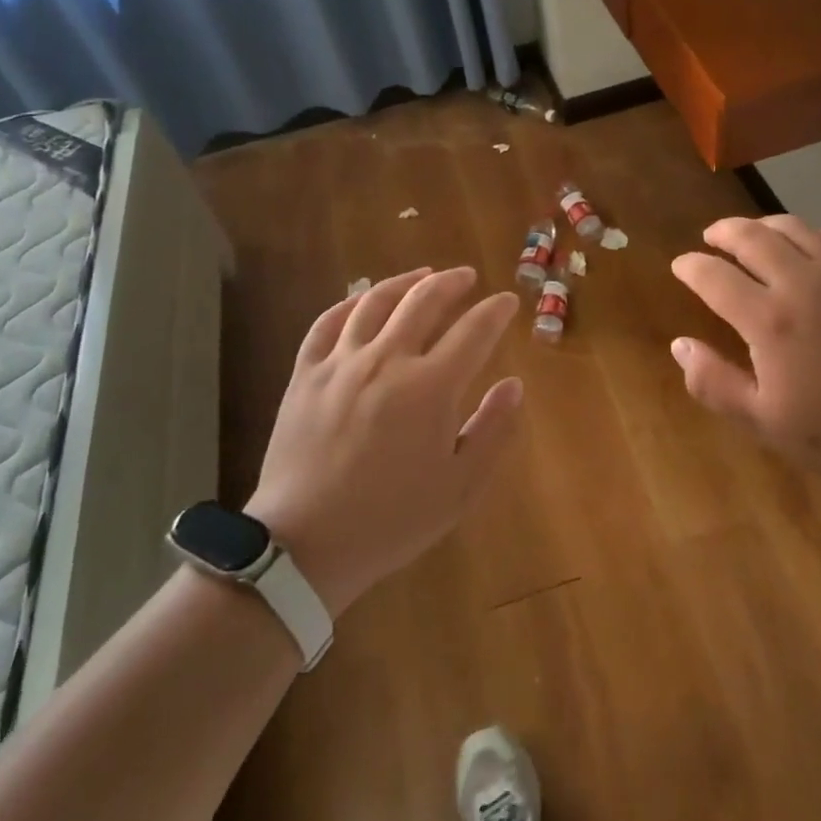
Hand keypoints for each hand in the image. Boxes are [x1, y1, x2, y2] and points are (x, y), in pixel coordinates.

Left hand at [244, 266, 521, 616]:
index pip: (473, 330)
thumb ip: (493, 430)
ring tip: (422, 275)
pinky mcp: (306, 374)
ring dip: (405, 281)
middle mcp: (387, 360)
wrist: (305, 545)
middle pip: (424, 300)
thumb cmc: (392, 520)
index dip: (495, 311)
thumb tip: (514, 384)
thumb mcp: (460, 487)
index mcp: (430, 387)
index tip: (507, 302)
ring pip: (375, 301)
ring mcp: (341, 363)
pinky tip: (363, 300)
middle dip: (452, 282)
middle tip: (466, 276)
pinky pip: (328, 322)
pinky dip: (350, 303)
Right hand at [670, 216, 820, 496]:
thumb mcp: (765, 422)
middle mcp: (803, 282)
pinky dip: (812, 234)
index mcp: (769, 319)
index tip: (680, 266)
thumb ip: (714, 383)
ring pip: (795, 228)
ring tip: (752, 233)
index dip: (691, 266)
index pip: (715, 276)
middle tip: (710, 237)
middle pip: (751, 237)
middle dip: (723, 232)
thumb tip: (680, 345)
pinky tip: (810, 246)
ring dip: (763, 224)